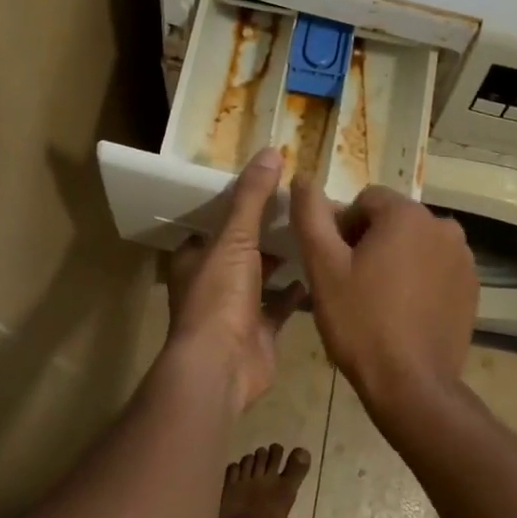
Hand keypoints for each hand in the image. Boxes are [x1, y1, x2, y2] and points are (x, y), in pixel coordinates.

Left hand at [165, 148, 305, 411]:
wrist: (221, 367)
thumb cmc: (219, 296)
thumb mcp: (235, 238)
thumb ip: (252, 197)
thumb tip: (270, 151)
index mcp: (195, 258)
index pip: (214, 223)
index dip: (237, 205)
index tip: (268, 186)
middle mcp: (212, 282)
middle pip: (241, 249)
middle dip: (266, 233)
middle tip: (300, 208)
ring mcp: (235, 310)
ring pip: (261, 278)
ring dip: (283, 261)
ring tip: (315, 234)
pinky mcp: (259, 333)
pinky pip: (281, 306)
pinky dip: (298, 292)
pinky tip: (321, 273)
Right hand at [290, 177, 478, 428]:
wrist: (412, 386)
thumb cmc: (361, 322)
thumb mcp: (323, 267)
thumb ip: (311, 215)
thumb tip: (302, 176)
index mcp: (408, 214)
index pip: (365, 200)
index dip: (344, 228)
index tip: (336, 265)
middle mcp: (443, 225)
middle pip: (393, 220)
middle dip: (370, 242)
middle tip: (353, 284)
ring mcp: (463, 257)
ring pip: (415, 243)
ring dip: (396, 259)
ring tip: (378, 300)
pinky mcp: (471, 287)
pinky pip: (436, 267)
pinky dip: (419, 279)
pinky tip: (404, 312)